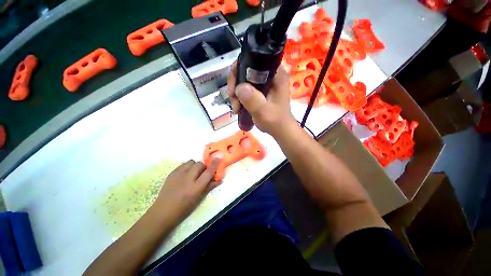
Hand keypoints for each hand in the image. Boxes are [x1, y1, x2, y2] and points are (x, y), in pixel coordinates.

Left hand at [152, 159, 220, 221]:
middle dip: (203, 167)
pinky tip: (185, 173)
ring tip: (193, 172)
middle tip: (202, 173)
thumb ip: (210, 187)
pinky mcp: (172, 173)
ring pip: (191, 162)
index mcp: (196, 187)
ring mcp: (178, 175)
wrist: (163, 211)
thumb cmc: (184, 208)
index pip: (208, 172)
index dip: (214, 164)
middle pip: (200, 164)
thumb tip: (220, 179)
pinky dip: (187, 166)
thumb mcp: (199, 198)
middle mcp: (188, 178)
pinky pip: (183, 164)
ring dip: (195, 165)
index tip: (219, 157)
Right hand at [227, 62, 295, 134]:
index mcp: (276, 74)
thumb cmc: (275, 121)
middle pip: (246, 69)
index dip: (239, 69)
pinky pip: (246, 88)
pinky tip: (238, 107)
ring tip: (236, 108)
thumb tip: (239, 87)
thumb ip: (253, 99)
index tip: (233, 87)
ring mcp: (265, 83)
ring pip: (244, 80)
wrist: (280, 130)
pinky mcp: (261, 90)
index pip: (254, 59)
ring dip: (236, 93)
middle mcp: (270, 74)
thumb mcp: (263, 111)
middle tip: (233, 99)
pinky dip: (240, 97)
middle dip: (236, 85)